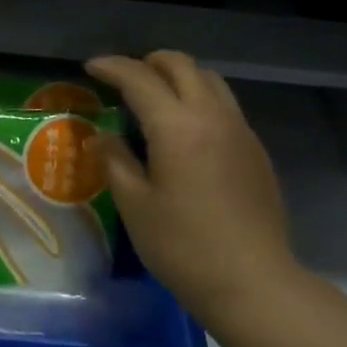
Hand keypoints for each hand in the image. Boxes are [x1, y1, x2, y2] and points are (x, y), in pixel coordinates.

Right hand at [84, 52, 297, 326]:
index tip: (91, 67)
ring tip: (154, 98)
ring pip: (209, 80)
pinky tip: (184, 132)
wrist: (253, 283)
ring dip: (178, 77)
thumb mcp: (134, 204)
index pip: (139, 78)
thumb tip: (103, 137)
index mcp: (177, 126)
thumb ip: (115, 160)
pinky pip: (224, 106)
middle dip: (148, 62)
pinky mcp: (255, 150)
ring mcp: (240, 131)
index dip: (112, 67)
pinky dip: (199, 100)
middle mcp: (212, 116)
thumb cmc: (183, 246)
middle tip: (123, 78)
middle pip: (181, 65)